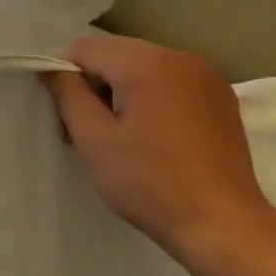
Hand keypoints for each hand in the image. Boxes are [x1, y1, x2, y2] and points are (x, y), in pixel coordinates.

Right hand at [43, 36, 275, 258]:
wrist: (224, 226)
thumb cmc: (150, 183)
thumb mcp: (94, 140)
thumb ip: (68, 94)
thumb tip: (51, 68)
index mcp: (147, 62)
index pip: (85, 49)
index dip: (67, 78)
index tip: (69, 119)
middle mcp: (179, 56)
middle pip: (116, 55)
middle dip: (96, 85)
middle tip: (90, 132)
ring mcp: (206, 76)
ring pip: (143, 67)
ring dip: (123, 92)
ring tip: (124, 137)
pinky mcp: (221, 98)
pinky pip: (171, 82)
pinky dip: (153, 98)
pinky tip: (155, 137)